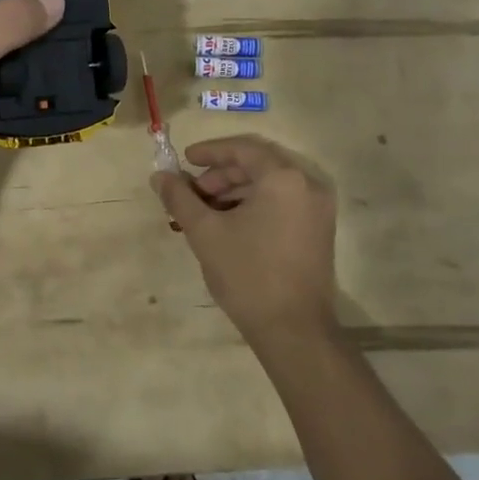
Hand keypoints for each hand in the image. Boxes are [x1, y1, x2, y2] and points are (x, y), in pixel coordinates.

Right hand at [151, 135, 338, 341]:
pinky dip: (254, 205)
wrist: (293, 331)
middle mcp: (308, 185)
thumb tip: (159, 177)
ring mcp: (318, 209)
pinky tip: (229, 225)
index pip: (243, 149)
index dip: (210, 151)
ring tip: (205, 212)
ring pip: (270, 185)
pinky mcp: (319, 230)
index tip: (185, 160)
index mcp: (283, 178)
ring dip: (235, 191)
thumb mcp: (205, 232)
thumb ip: (180, 198)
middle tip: (192, 192)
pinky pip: (283, 202)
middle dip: (221, 174)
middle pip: (258, 165)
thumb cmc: (248, 274)